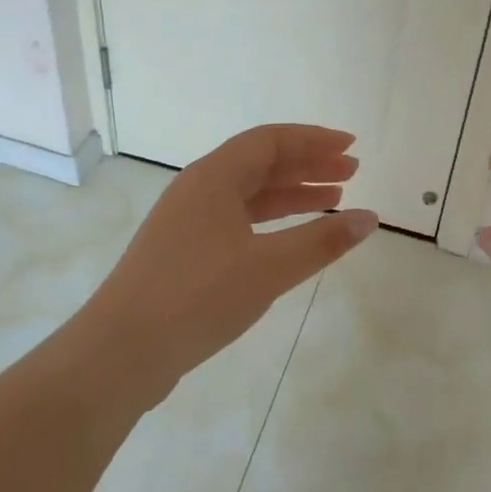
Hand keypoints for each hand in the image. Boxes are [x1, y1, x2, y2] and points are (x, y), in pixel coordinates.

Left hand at [90, 125, 377, 399]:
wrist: (121, 351)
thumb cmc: (199, 296)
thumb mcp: (270, 267)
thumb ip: (322, 241)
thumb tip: (369, 218)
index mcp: (214, 177)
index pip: (270, 140)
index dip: (314, 140)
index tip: (351, 146)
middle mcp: (198, 189)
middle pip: (260, 163)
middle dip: (307, 165)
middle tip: (351, 171)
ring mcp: (187, 221)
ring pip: (248, 193)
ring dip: (291, 193)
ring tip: (333, 200)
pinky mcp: (182, 251)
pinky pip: (236, 220)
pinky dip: (269, 221)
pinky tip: (291, 238)